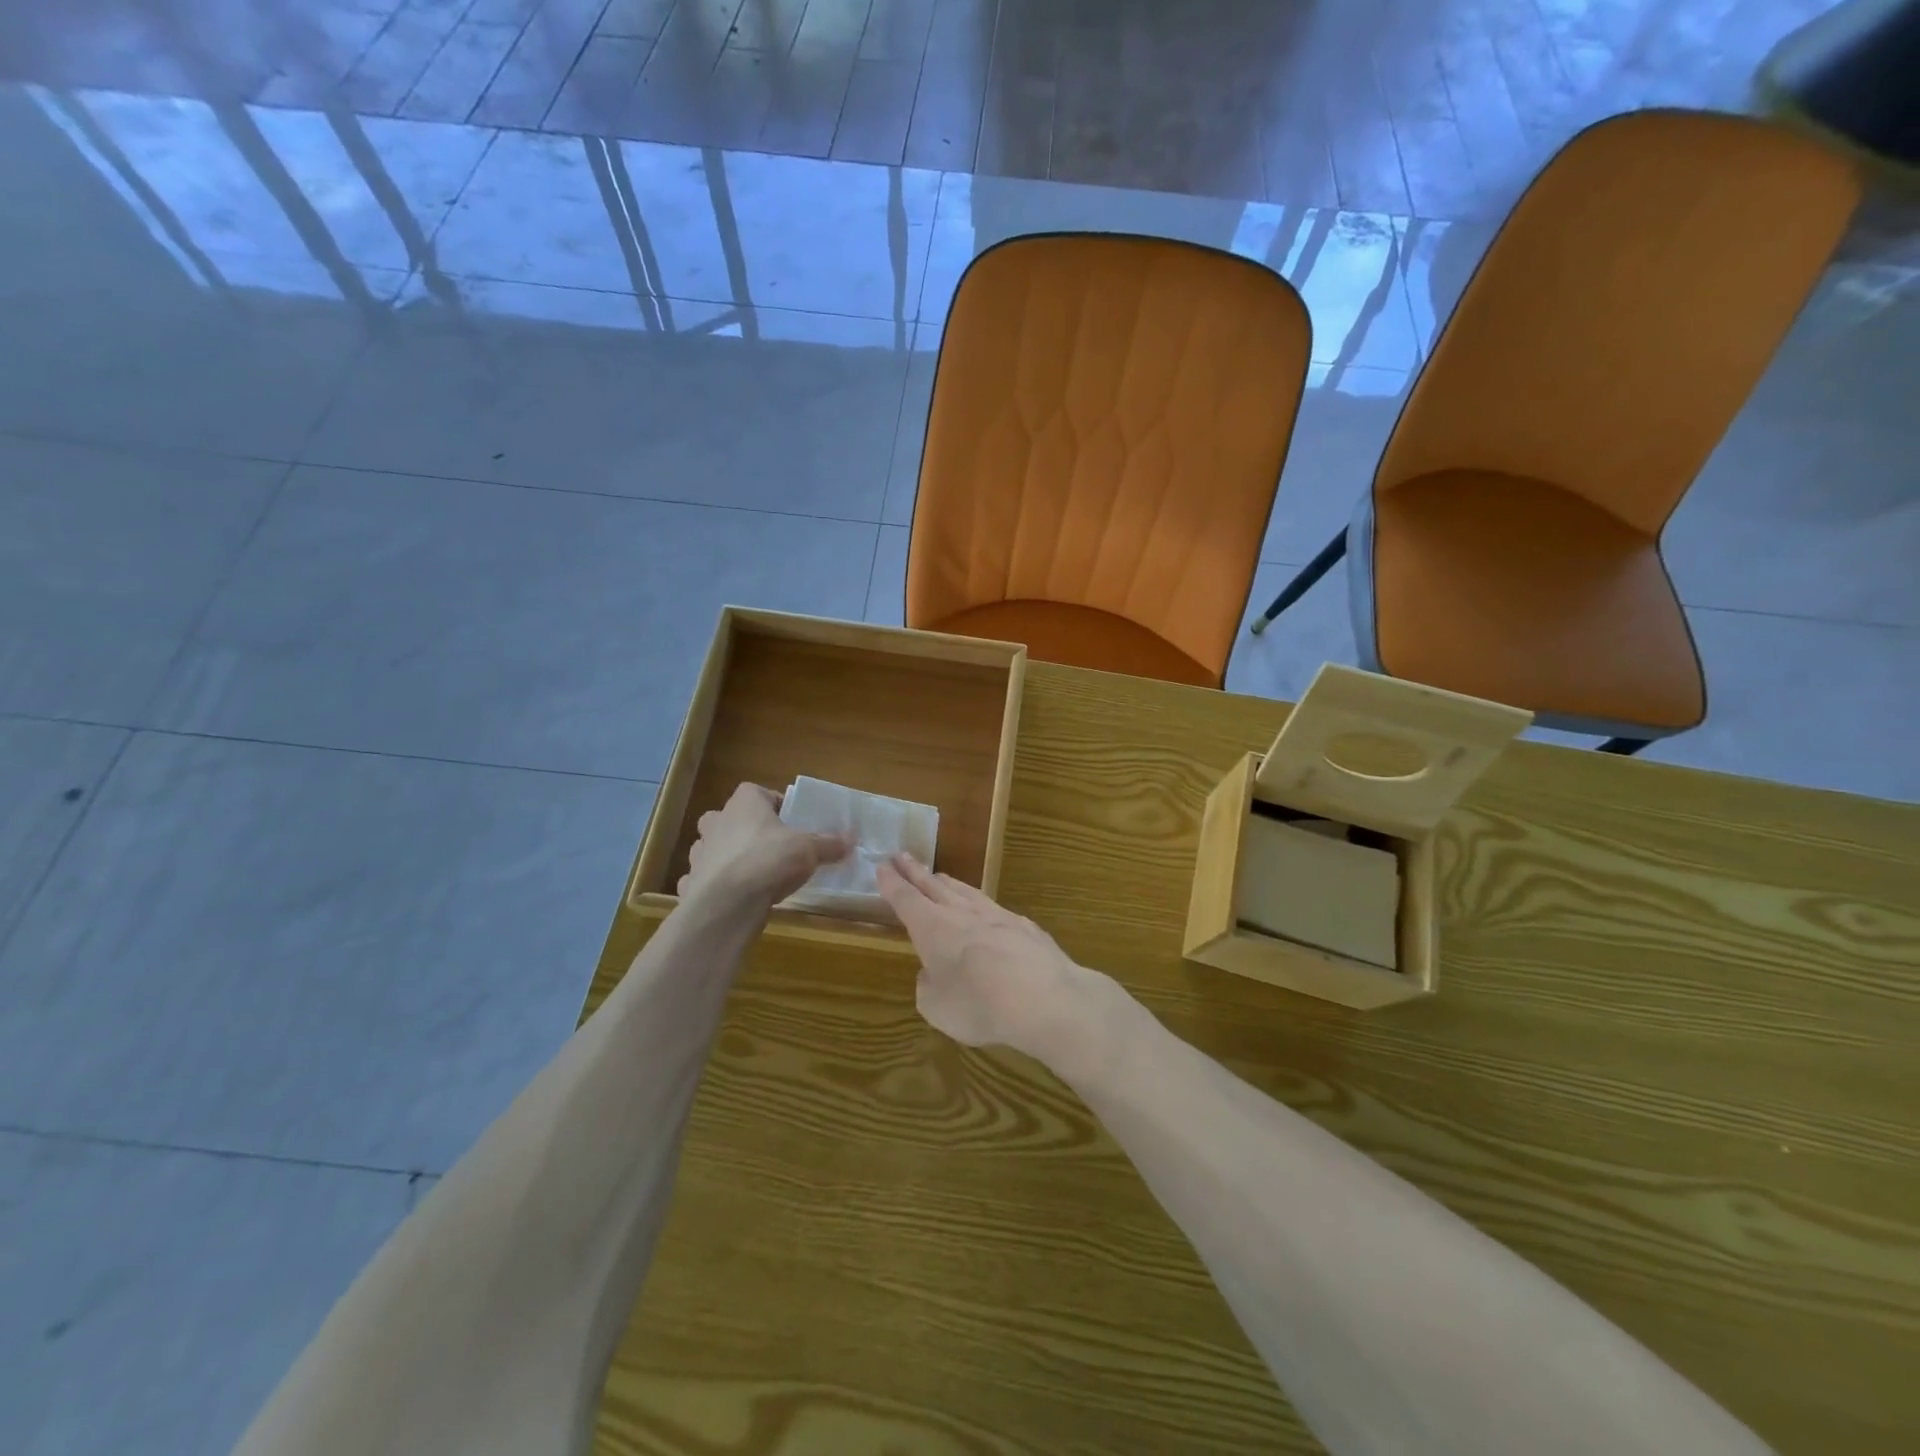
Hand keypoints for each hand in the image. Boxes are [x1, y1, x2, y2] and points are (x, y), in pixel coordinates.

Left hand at [679, 784, 848, 913]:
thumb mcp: (810, 849)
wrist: (727, 904)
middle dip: (749, 830)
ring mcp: (701, 852)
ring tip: (755, 873)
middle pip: (734, 818)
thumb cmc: (769, 860)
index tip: (792, 823)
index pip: (759, 793)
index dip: (776, 806)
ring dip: (730, 856)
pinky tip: (736, 895)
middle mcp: (718, 820)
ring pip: (715, 847)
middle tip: (772, 847)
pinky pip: (706, 877)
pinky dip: (718, 884)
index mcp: (745, 802)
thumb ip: (829, 843)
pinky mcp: (693, 881)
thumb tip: (851, 840)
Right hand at [875, 854, 1108, 1070]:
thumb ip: (928, 986)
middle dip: (915, 871)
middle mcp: (962, 913)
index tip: (882, 866)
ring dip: (947, 882)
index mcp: (933, 928)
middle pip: (933, 885)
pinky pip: (993, 907)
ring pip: (965, 891)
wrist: (1046, 998)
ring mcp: (996, 914)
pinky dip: (979, 904)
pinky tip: (984, 909)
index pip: (906, 899)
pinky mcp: (1024, 925)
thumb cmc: (979, 1005)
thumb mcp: (936, 1007)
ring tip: (937, 875)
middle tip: (901, 856)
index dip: (892, 884)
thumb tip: (933, 972)